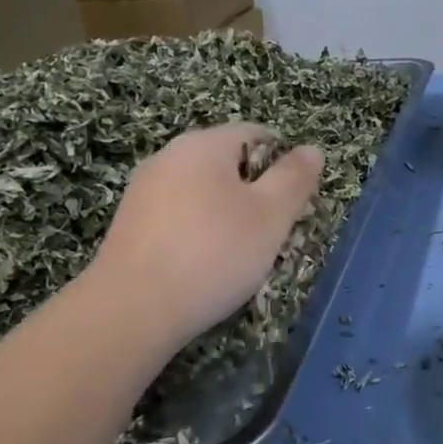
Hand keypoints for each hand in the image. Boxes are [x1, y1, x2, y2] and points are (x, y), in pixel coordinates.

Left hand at [89, 124, 322, 347]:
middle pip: (228, 164)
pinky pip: (180, 218)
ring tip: (242, 256)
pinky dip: (201, 235)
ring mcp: (144, 192)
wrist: (133, 309)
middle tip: (274, 234)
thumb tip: (311, 149)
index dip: (284, 163)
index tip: (295, 203)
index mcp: (203, 145)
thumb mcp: (271, 215)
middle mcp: (169, 157)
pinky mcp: (131, 226)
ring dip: (229, 217)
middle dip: (257, 194)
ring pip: (204, 194)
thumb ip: (294, 178)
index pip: (256, 134)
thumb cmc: (214, 253)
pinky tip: (207, 267)